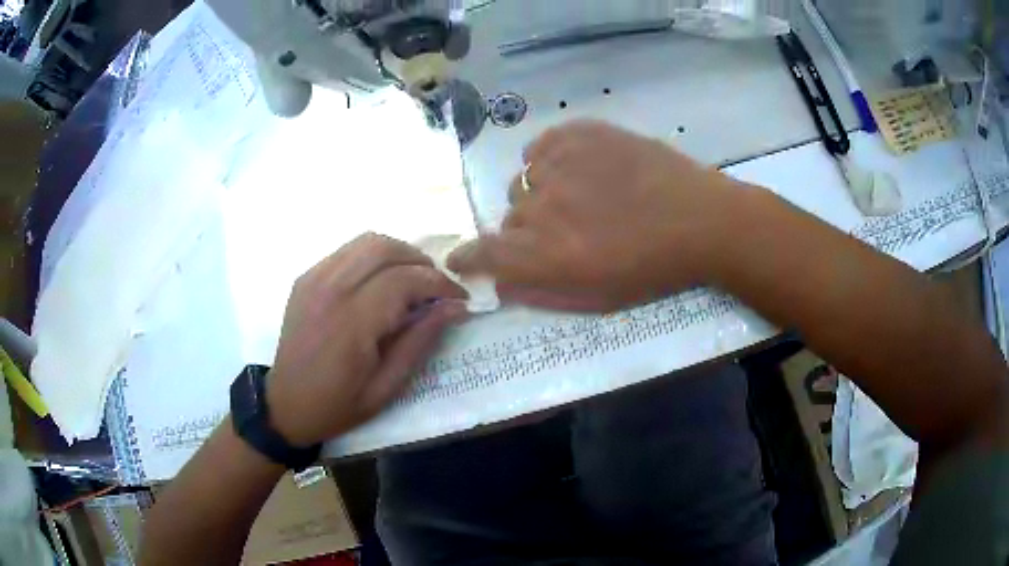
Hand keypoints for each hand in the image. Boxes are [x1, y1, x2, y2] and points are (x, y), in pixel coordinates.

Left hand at [266, 233, 468, 446]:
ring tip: (413, 280)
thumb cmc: (337, 405)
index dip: (439, 283)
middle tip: (437, 287)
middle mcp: (330, 290)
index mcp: (351, 323)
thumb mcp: (386, 388)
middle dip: (420, 261)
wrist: (284, 405)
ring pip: (365, 242)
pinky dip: (373, 258)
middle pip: (384, 248)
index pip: (404, 280)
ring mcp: (314, 279)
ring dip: (398, 254)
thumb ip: (419, 342)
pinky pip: (347, 251)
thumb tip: (454, 307)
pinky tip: (381, 282)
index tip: (459, 297)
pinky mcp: (306, 278)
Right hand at [448, 120, 739, 311]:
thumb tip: (500, 283)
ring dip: (540, 194)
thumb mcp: (597, 298)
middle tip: (563, 232)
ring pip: (524, 182)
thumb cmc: (652, 269)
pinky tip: (576, 169)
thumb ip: (541, 290)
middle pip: (509, 218)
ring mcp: (559, 164)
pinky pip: (539, 149)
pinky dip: (548, 161)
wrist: (699, 219)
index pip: (483, 253)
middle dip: (527, 231)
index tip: (462, 259)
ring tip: (577, 197)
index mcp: (547, 254)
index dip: (467, 257)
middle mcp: (542, 207)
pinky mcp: (578, 133)